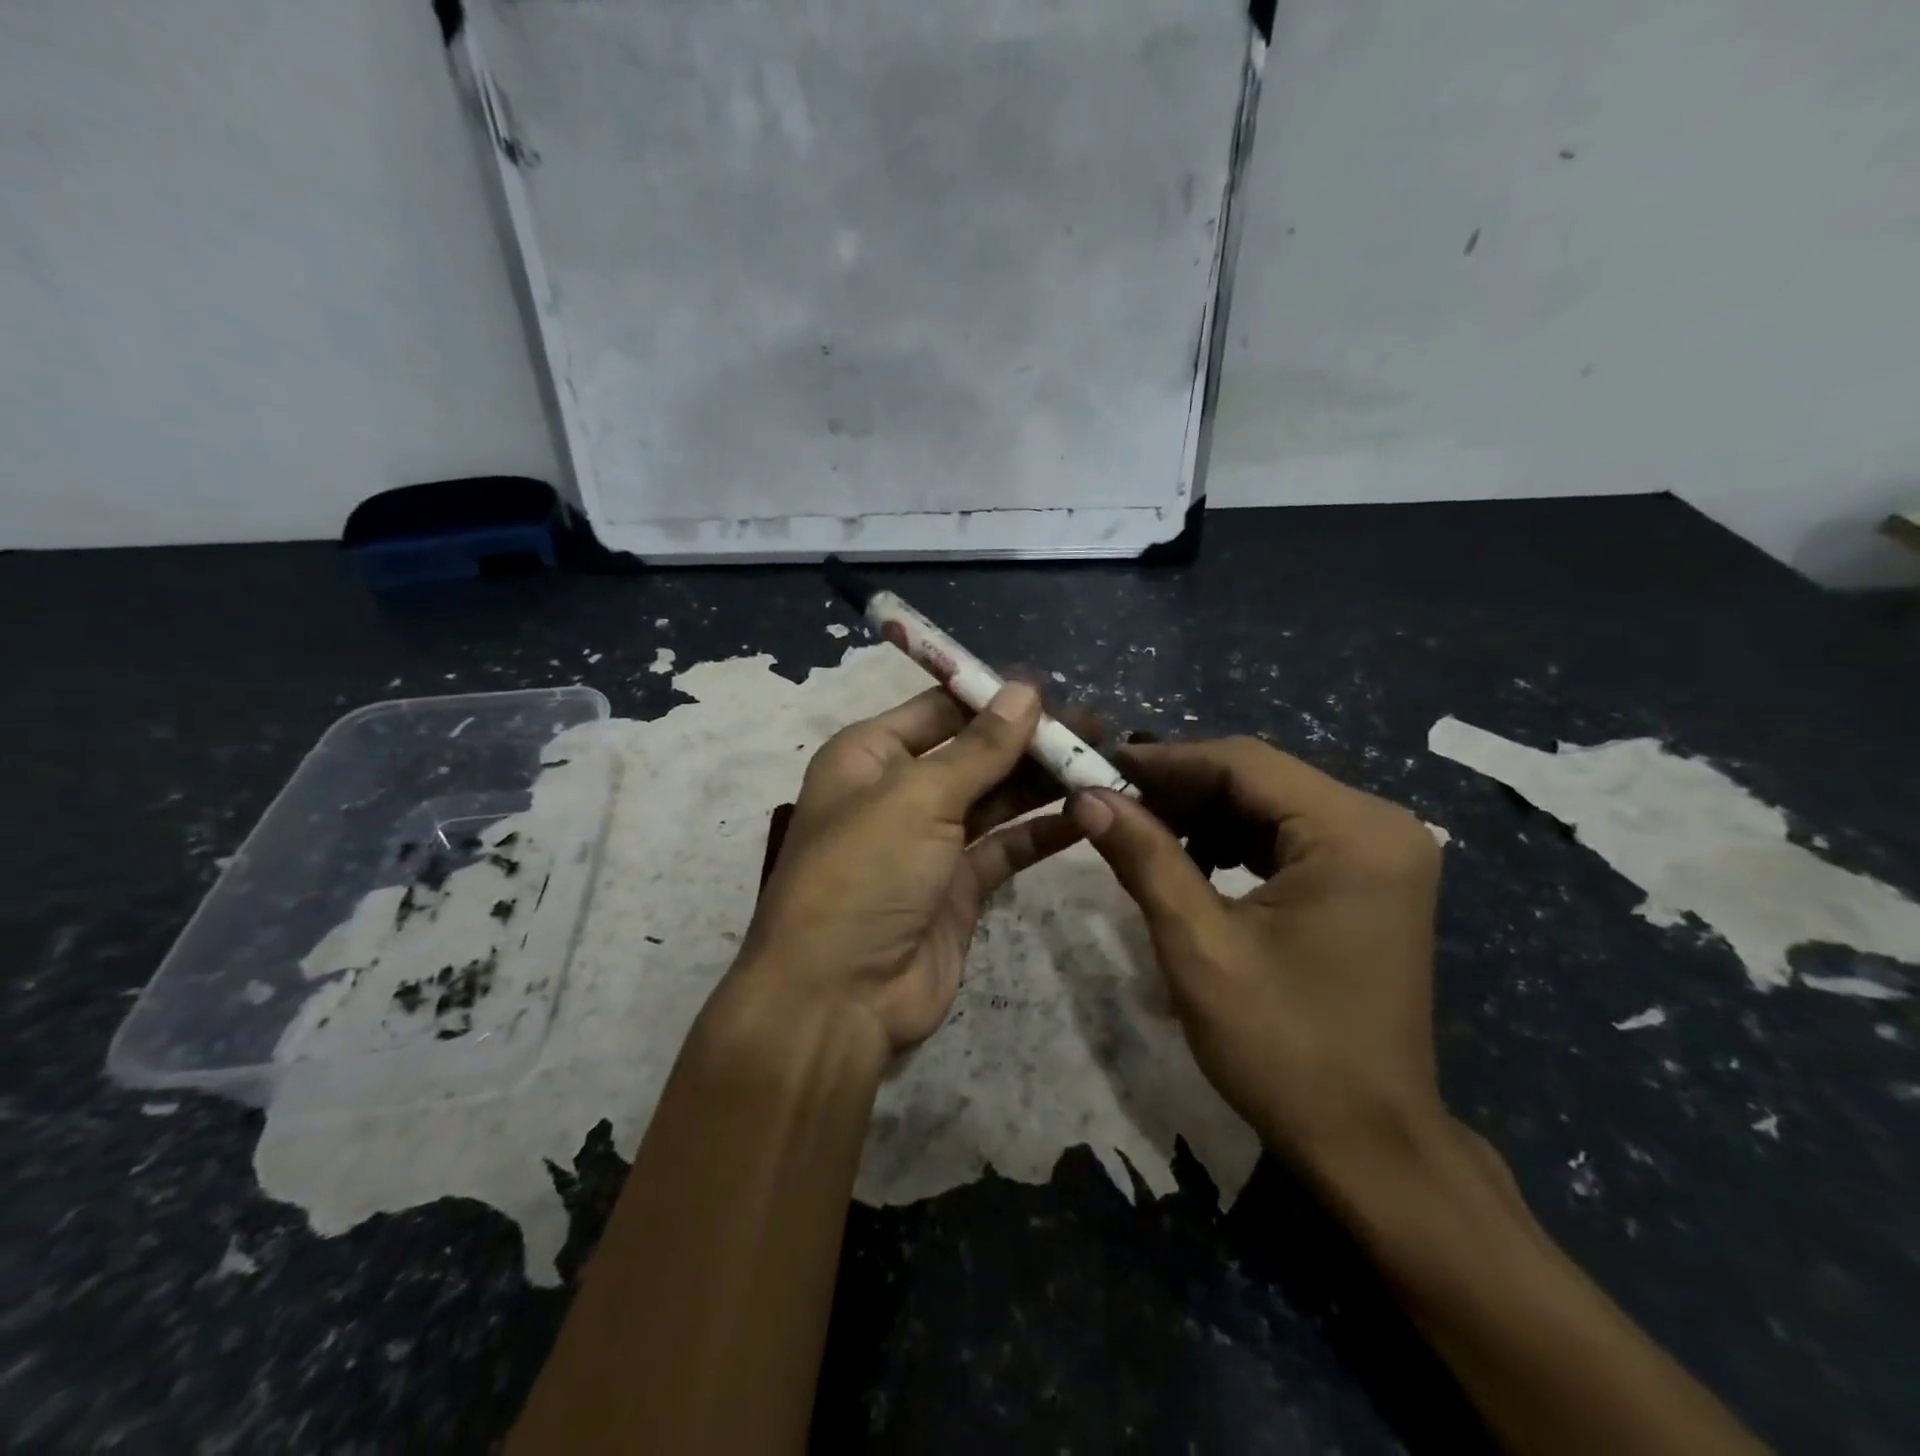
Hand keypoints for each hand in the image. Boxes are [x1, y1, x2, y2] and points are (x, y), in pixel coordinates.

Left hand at [734, 681, 1083, 1056]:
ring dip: (1043, 781)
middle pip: (974, 752)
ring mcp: (931, 842)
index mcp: (870, 756)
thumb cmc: (864, 874)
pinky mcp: (959, 887)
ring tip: (1102, 760)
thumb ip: (979, 747)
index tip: (1054, 688)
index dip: (993, 697)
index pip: (939, 709)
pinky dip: (1043, 831)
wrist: (838, 997)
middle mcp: (899, 792)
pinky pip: (1007, 847)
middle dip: (1029, 739)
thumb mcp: (917, 797)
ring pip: (996, 798)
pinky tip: (1088, 813)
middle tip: (1095, 725)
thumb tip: (1027, 690)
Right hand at [1068, 736, 1445, 1174]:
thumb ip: (1144, 858)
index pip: (1243, 763)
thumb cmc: (1284, 1049)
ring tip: (1141, 833)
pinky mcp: (1371, 876)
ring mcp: (1382, 850)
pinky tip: (1194, 863)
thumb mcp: (1199, 947)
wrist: (1370, 1143)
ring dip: (1203, 813)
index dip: (1164, 760)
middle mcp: (1380, 824)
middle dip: (1180, 788)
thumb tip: (1086, 795)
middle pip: (1259, 777)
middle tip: (1110, 802)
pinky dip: (1234, 839)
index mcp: (1353, 833)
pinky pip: (1289, 834)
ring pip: (1270, 802)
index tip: (1097, 767)